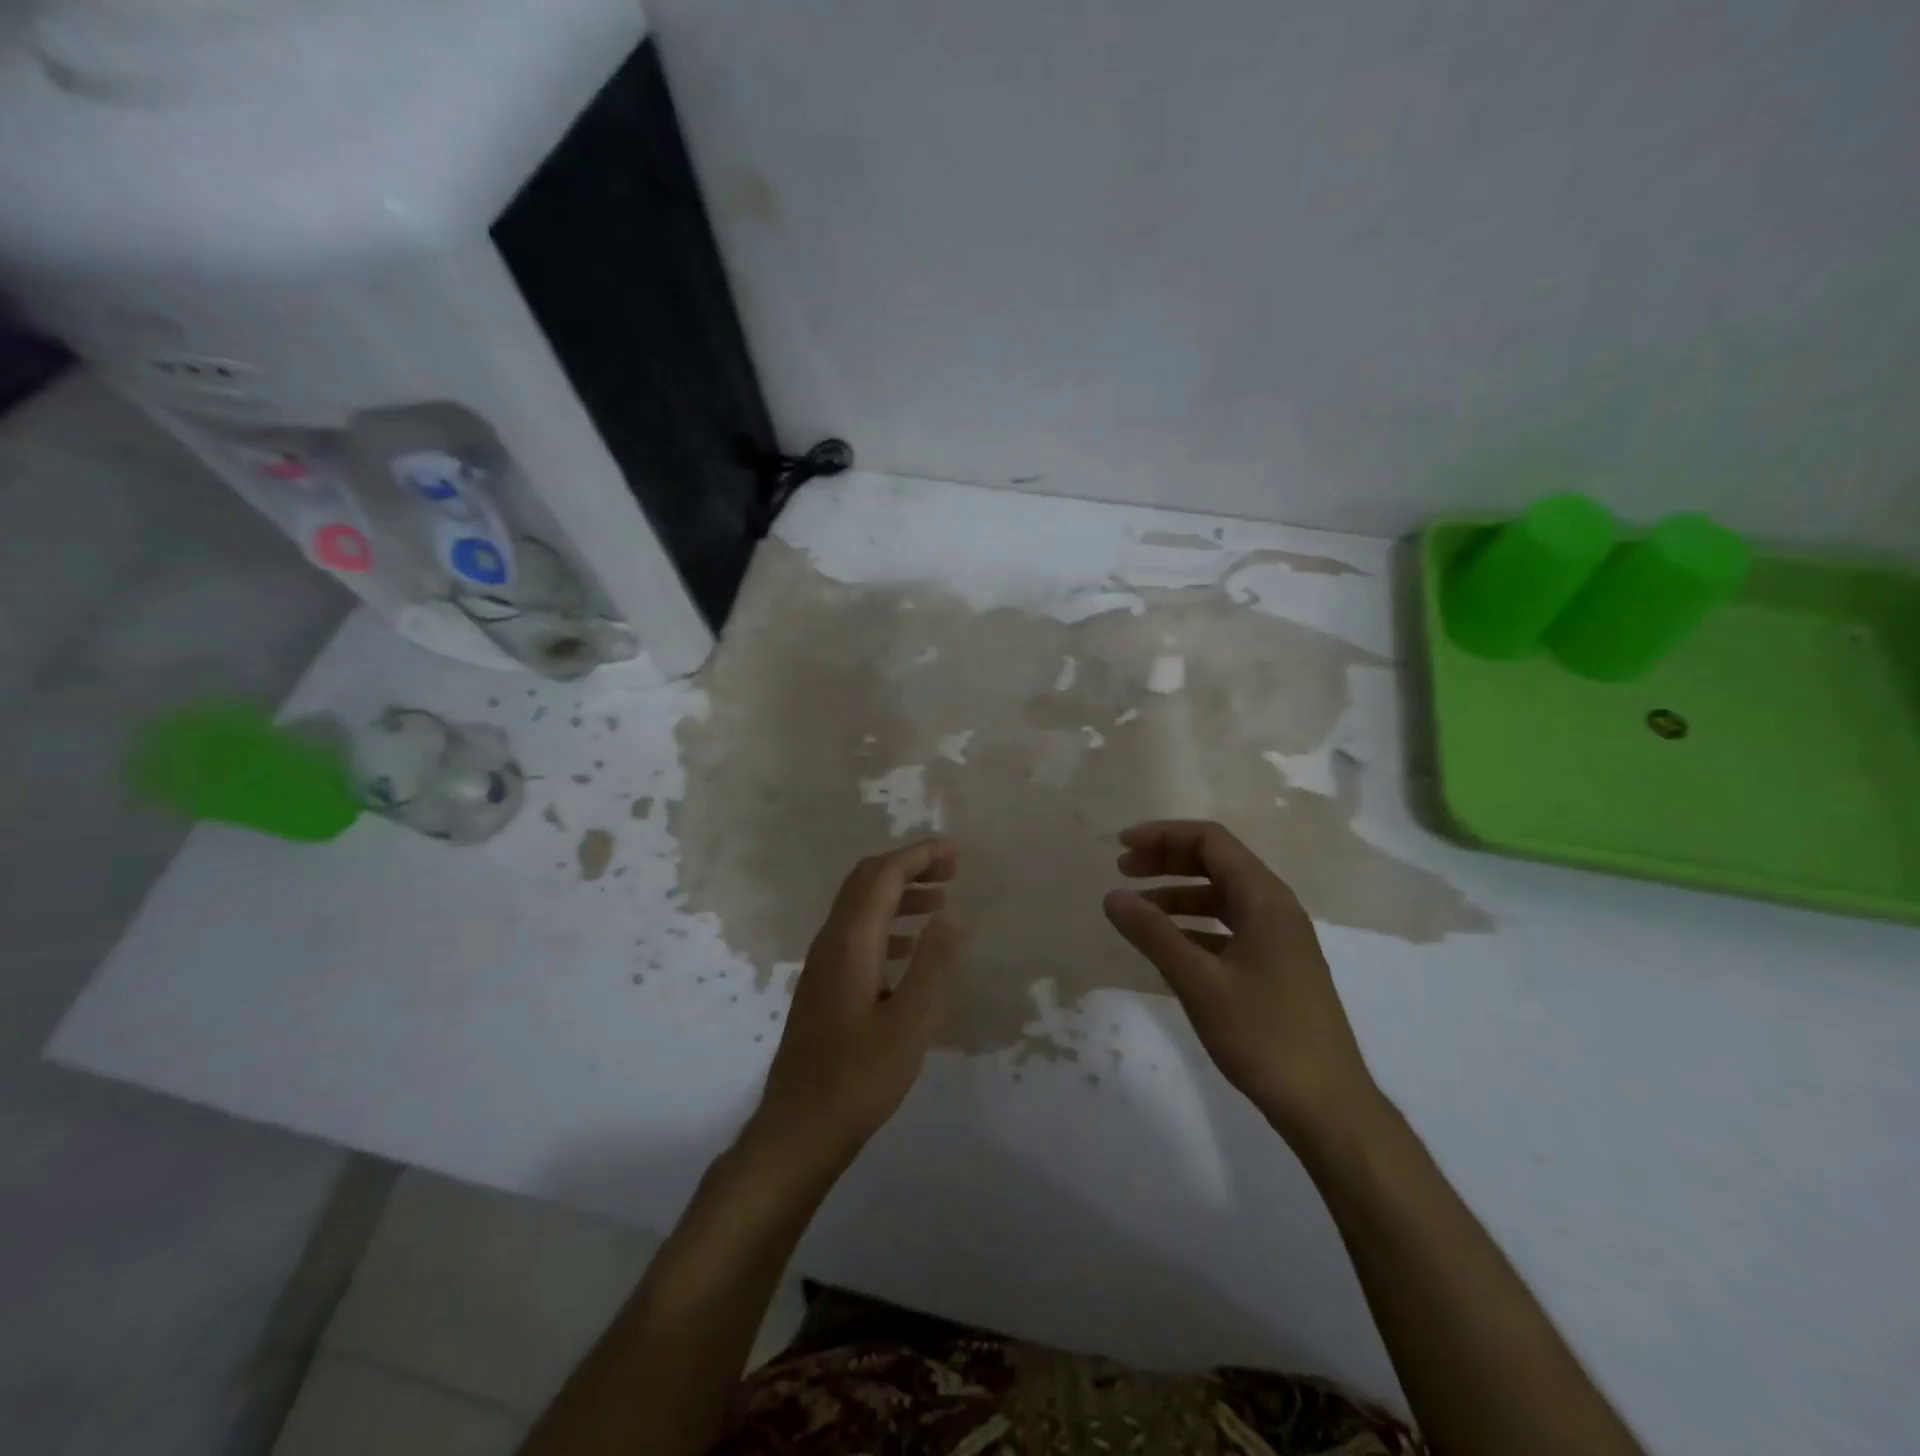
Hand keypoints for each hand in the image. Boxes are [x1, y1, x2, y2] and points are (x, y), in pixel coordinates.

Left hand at [750, 839, 961, 1171]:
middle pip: (866, 881)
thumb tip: (949, 916)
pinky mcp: (824, 985)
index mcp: (850, 942)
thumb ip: (931, 965)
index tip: (956, 852)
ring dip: (899, 893)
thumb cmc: (859, 1078)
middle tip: (952, 869)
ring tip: (940, 900)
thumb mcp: (909, 1024)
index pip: (883, 876)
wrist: (799, 1128)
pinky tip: (909, 946)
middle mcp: (831, 942)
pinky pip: (857, 933)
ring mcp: (823, 964)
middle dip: (909, 866)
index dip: (919, 856)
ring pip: (860, 906)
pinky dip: (887, 922)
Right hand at [1103, 820, 1378, 1146]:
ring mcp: (1279, 940)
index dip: (1163, 835)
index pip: (1210, 841)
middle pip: (1216, 864)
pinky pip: (1229, 929)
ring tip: (1136, 912)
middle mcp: (1276, 908)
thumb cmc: (1264, 1035)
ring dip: (1178, 896)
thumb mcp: (1199, 981)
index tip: (1121, 847)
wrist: (1328, 1106)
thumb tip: (1113, 896)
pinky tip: (1168, 948)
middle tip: (1123, 871)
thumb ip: (1154, 934)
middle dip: (1167, 860)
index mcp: (1265, 898)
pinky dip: (1195, 927)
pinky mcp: (1277, 968)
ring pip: (1221, 898)